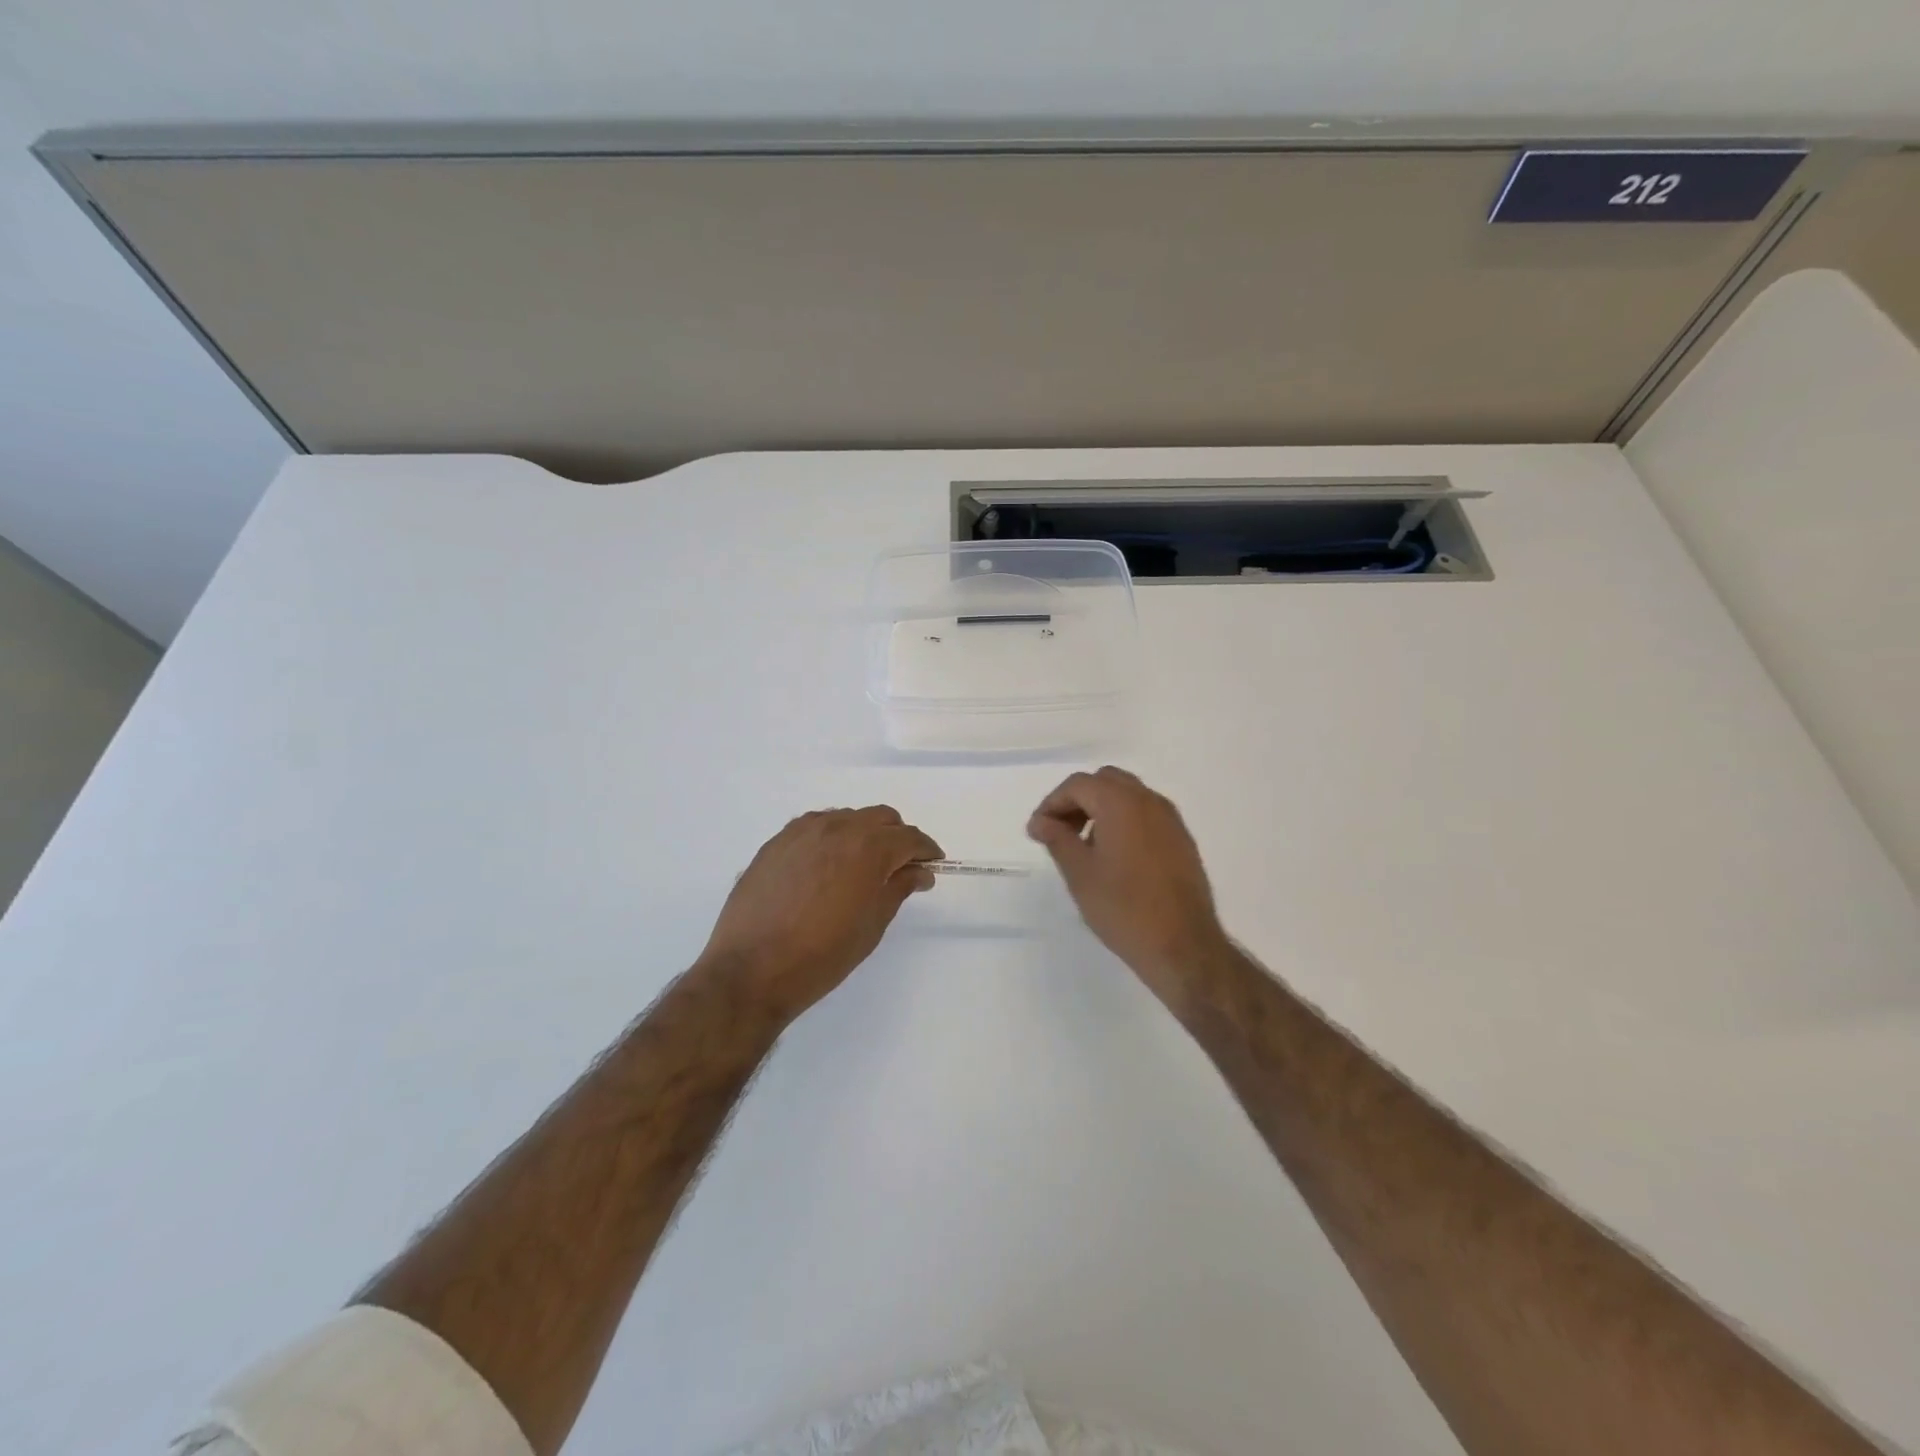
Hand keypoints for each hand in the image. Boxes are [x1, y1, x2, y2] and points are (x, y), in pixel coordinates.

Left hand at [700, 806, 942, 1021]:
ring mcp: (802, 831)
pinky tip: (827, 866)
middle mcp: (837, 827)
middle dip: (897, 837)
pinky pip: (815, 827)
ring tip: (861, 868)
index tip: (932, 866)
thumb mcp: (872, 925)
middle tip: (900, 868)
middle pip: (880, 818)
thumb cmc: (822, 954)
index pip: (909, 837)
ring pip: (847, 818)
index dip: (926, 850)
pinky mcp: (777, 841)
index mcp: (868, 847)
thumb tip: (919, 871)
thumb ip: (898, 888)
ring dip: (863, 834)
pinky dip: (832, 838)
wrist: (752, 969)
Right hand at [1027, 767, 1230, 1007]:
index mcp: (1121, 803)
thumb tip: (1041, 821)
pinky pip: (1146, 814)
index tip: (1037, 831)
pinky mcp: (1182, 839)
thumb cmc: (1124, 908)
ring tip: (1085, 846)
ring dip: (1102, 808)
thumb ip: (1057, 839)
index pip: (1078, 785)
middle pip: (1105, 781)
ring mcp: (1170, 819)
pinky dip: (1124, 821)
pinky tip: (1115, 857)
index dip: (1052, 803)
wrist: (1183, 946)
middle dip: (1078, 800)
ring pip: (1128, 795)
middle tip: (1061, 831)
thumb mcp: (1080, 874)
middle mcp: (1149, 801)